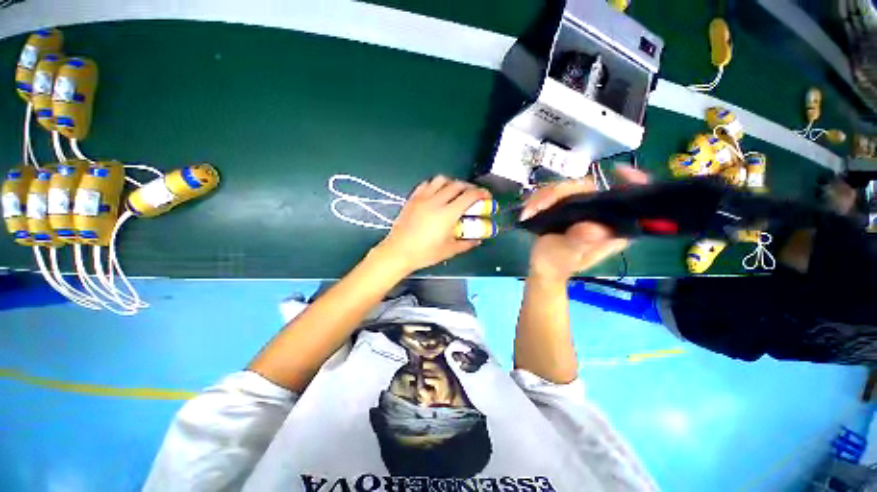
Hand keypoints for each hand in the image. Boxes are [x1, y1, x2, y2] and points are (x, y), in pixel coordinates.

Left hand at [377, 176, 490, 272]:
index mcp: (447, 214)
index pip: (469, 196)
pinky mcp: (412, 199)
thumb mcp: (449, 251)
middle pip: (457, 185)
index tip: (487, 196)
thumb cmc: (425, 253)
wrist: (398, 252)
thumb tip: (477, 240)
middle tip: (473, 194)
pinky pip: (426, 184)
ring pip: (441, 180)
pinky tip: (436, 193)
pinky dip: (435, 185)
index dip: (481, 194)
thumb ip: (466, 244)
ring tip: (455, 192)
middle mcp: (436, 201)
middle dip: (469, 187)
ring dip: (452, 183)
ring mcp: (422, 198)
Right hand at [520, 165, 649, 281]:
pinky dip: (539, 199)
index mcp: (611, 226)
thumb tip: (594, 228)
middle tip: (538, 206)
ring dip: (543, 197)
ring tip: (528, 212)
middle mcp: (600, 214)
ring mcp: (582, 208)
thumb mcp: (568, 256)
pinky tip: (528, 210)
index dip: (632, 183)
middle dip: (559, 193)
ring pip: (567, 187)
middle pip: (588, 187)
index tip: (618, 171)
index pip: (630, 200)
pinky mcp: (567, 206)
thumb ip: (580, 243)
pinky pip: (554, 193)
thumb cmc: (558, 264)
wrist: (542, 267)